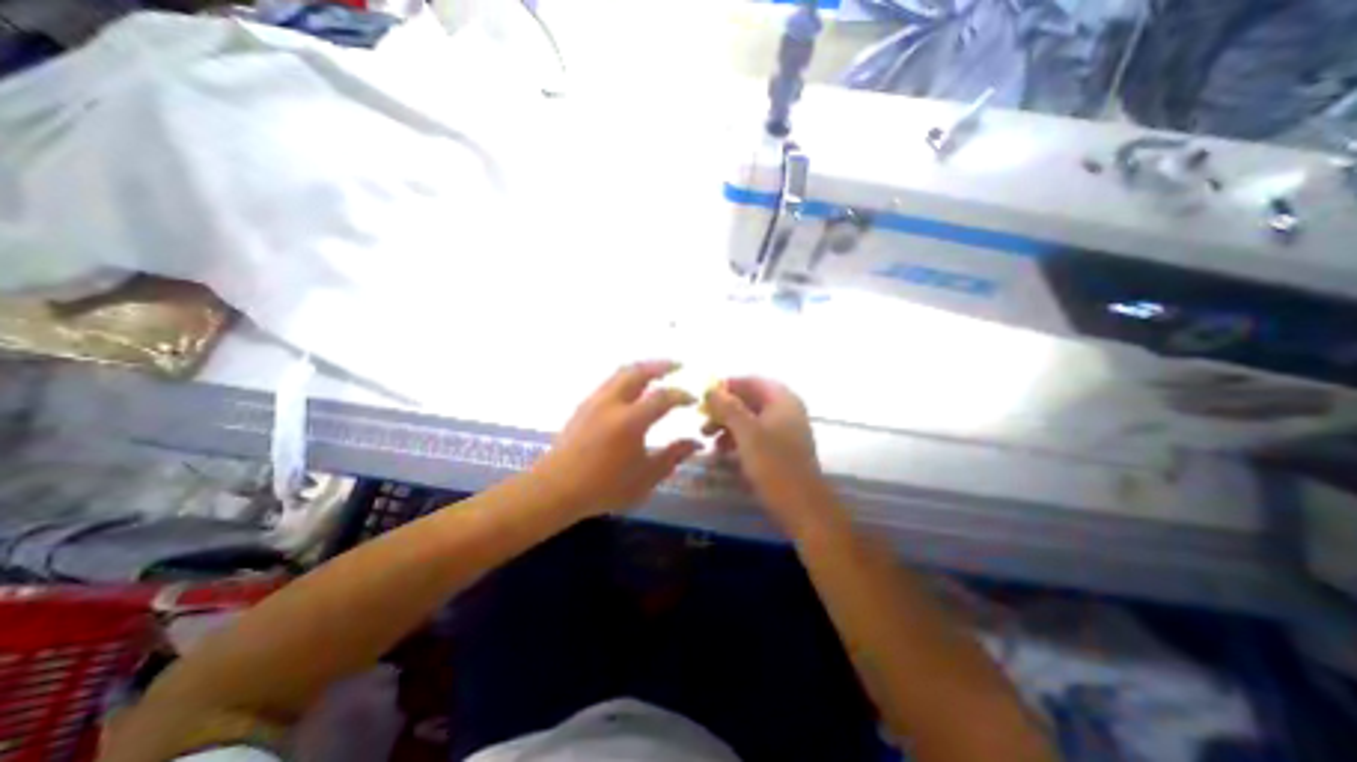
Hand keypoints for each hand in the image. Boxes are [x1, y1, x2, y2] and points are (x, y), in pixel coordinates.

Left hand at [531, 359, 698, 517]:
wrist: (556, 488)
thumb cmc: (604, 487)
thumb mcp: (645, 477)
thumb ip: (673, 456)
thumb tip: (696, 442)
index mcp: (630, 420)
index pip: (663, 397)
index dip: (681, 395)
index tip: (693, 399)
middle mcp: (612, 402)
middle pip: (639, 371)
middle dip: (661, 365)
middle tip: (678, 366)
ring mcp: (595, 401)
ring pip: (622, 372)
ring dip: (643, 368)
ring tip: (657, 371)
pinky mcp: (584, 405)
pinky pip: (611, 381)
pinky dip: (628, 377)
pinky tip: (632, 388)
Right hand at [707, 376, 834, 532]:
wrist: (802, 506)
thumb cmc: (774, 464)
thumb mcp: (746, 432)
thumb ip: (728, 407)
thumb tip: (710, 388)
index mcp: (782, 399)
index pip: (751, 381)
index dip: (727, 386)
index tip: (705, 397)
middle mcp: (786, 410)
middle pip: (750, 399)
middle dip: (724, 408)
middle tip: (702, 420)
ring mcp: (785, 429)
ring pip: (751, 418)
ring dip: (728, 424)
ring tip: (707, 438)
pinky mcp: (782, 448)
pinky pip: (756, 434)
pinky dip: (738, 438)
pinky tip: (723, 451)